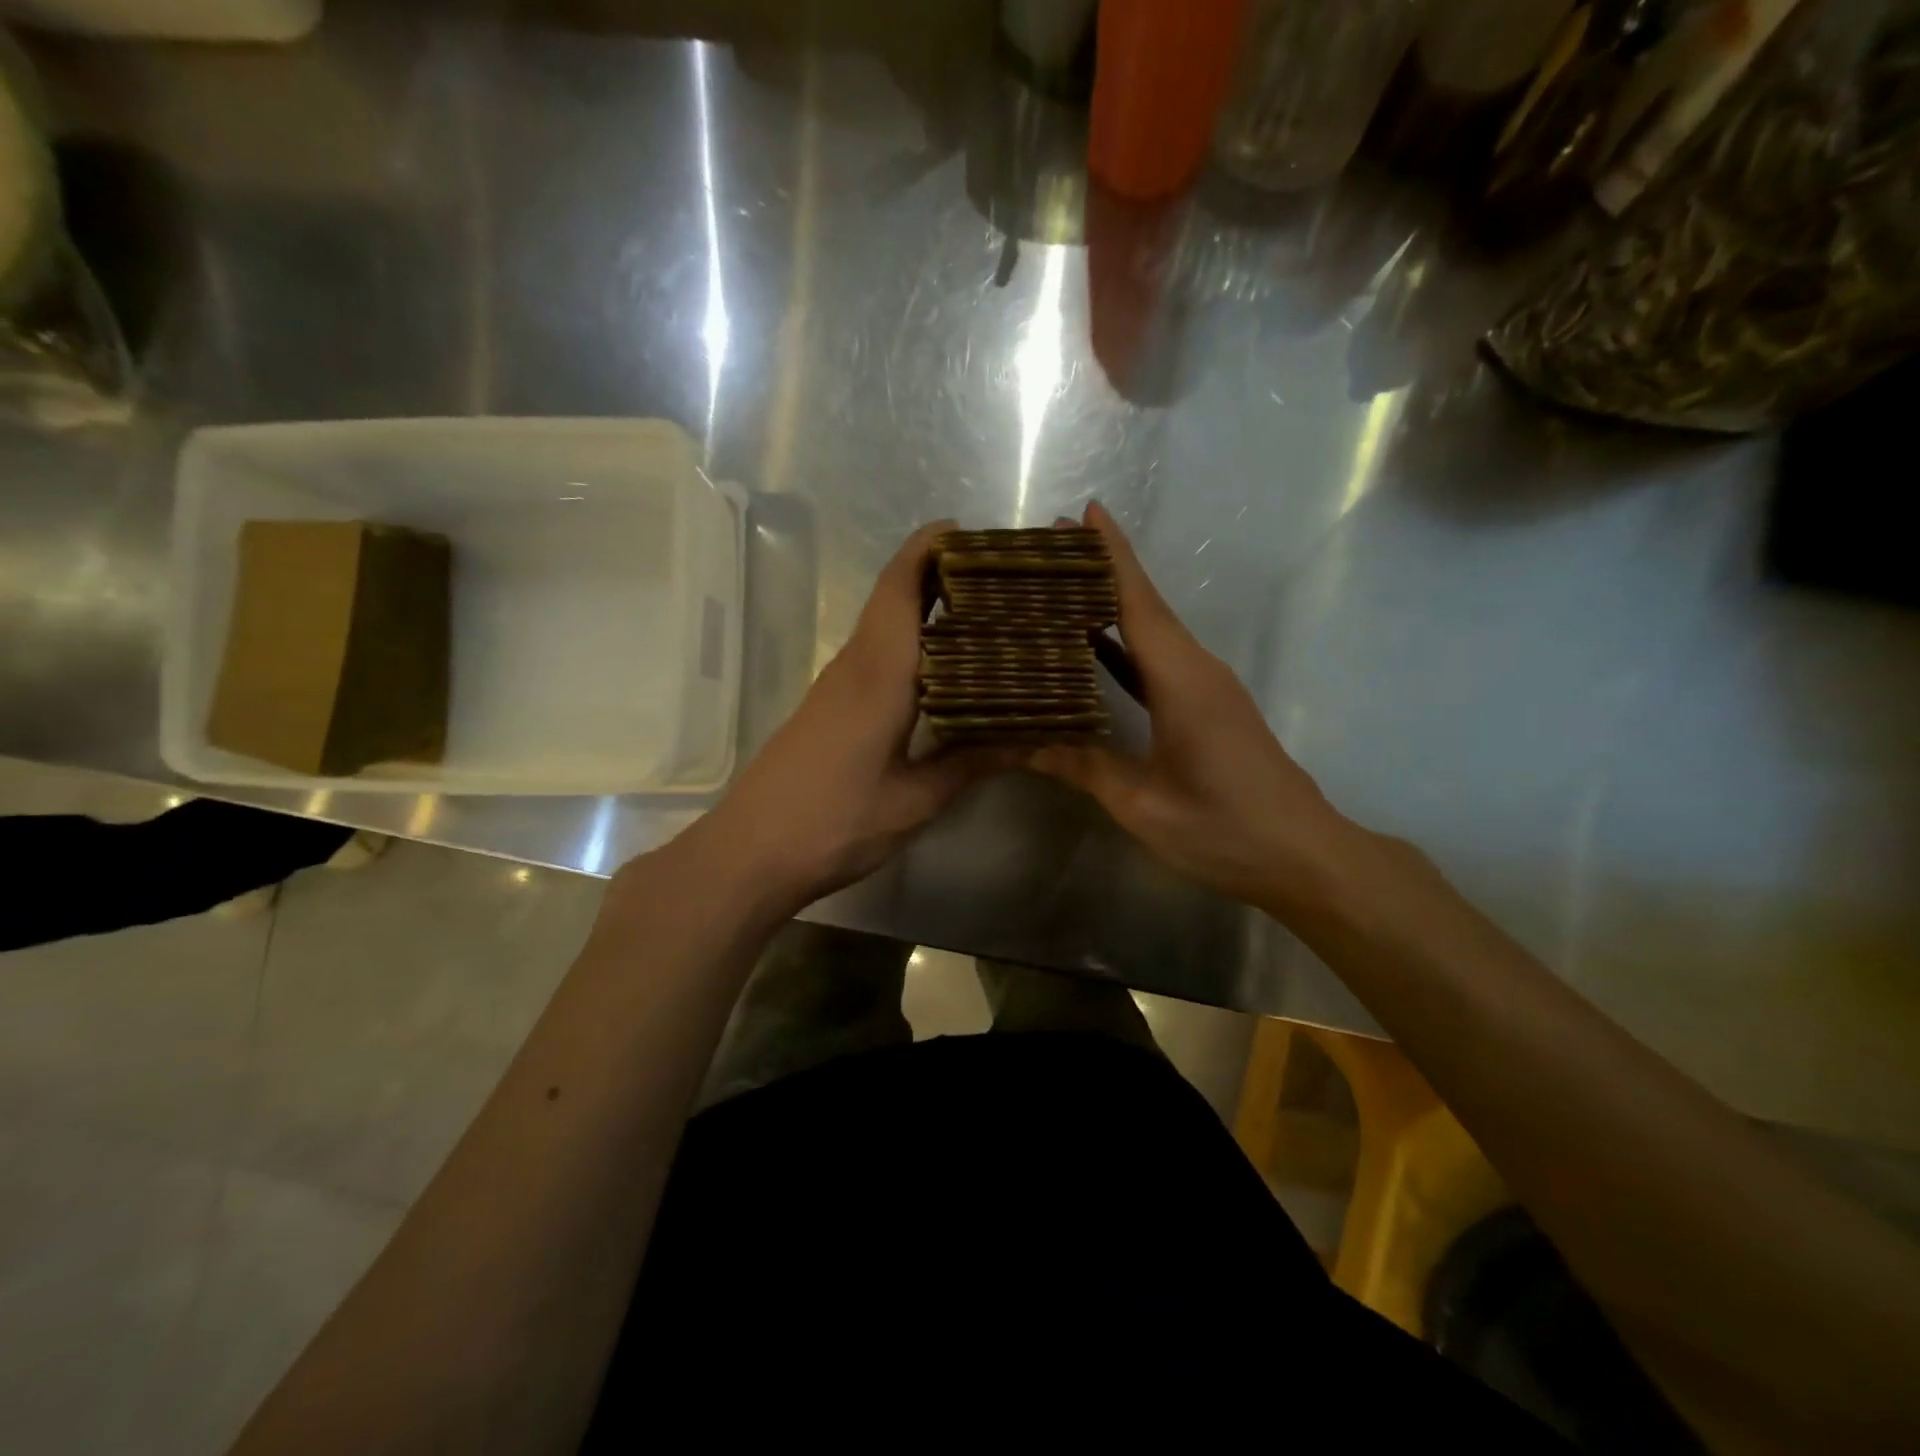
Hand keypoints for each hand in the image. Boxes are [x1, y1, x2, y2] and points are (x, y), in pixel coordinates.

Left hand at [684, 521, 1012, 914]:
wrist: (750, 853)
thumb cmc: (834, 824)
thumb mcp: (914, 801)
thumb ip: (969, 763)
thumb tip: (1026, 737)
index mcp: (879, 675)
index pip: (901, 588)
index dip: (929, 549)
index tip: (970, 532)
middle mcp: (855, 666)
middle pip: (892, 598)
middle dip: (938, 573)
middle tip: (1000, 580)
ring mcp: (836, 686)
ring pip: (883, 626)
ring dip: (924, 609)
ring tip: (985, 616)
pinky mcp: (828, 707)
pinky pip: (874, 655)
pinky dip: (909, 645)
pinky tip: (942, 671)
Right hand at [1028, 503, 1357, 914]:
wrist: (1303, 854)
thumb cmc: (1223, 829)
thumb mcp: (1142, 803)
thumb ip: (1082, 766)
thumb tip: (1020, 743)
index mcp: (1181, 680)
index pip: (1138, 602)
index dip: (1111, 556)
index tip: (1084, 512)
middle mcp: (1196, 670)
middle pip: (1145, 605)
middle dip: (1101, 571)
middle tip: (1047, 549)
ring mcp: (1206, 687)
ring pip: (1153, 632)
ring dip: (1112, 607)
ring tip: (1060, 590)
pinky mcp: (1209, 707)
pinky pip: (1159, 662)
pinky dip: (1125, 647)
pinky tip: (1095, 649)